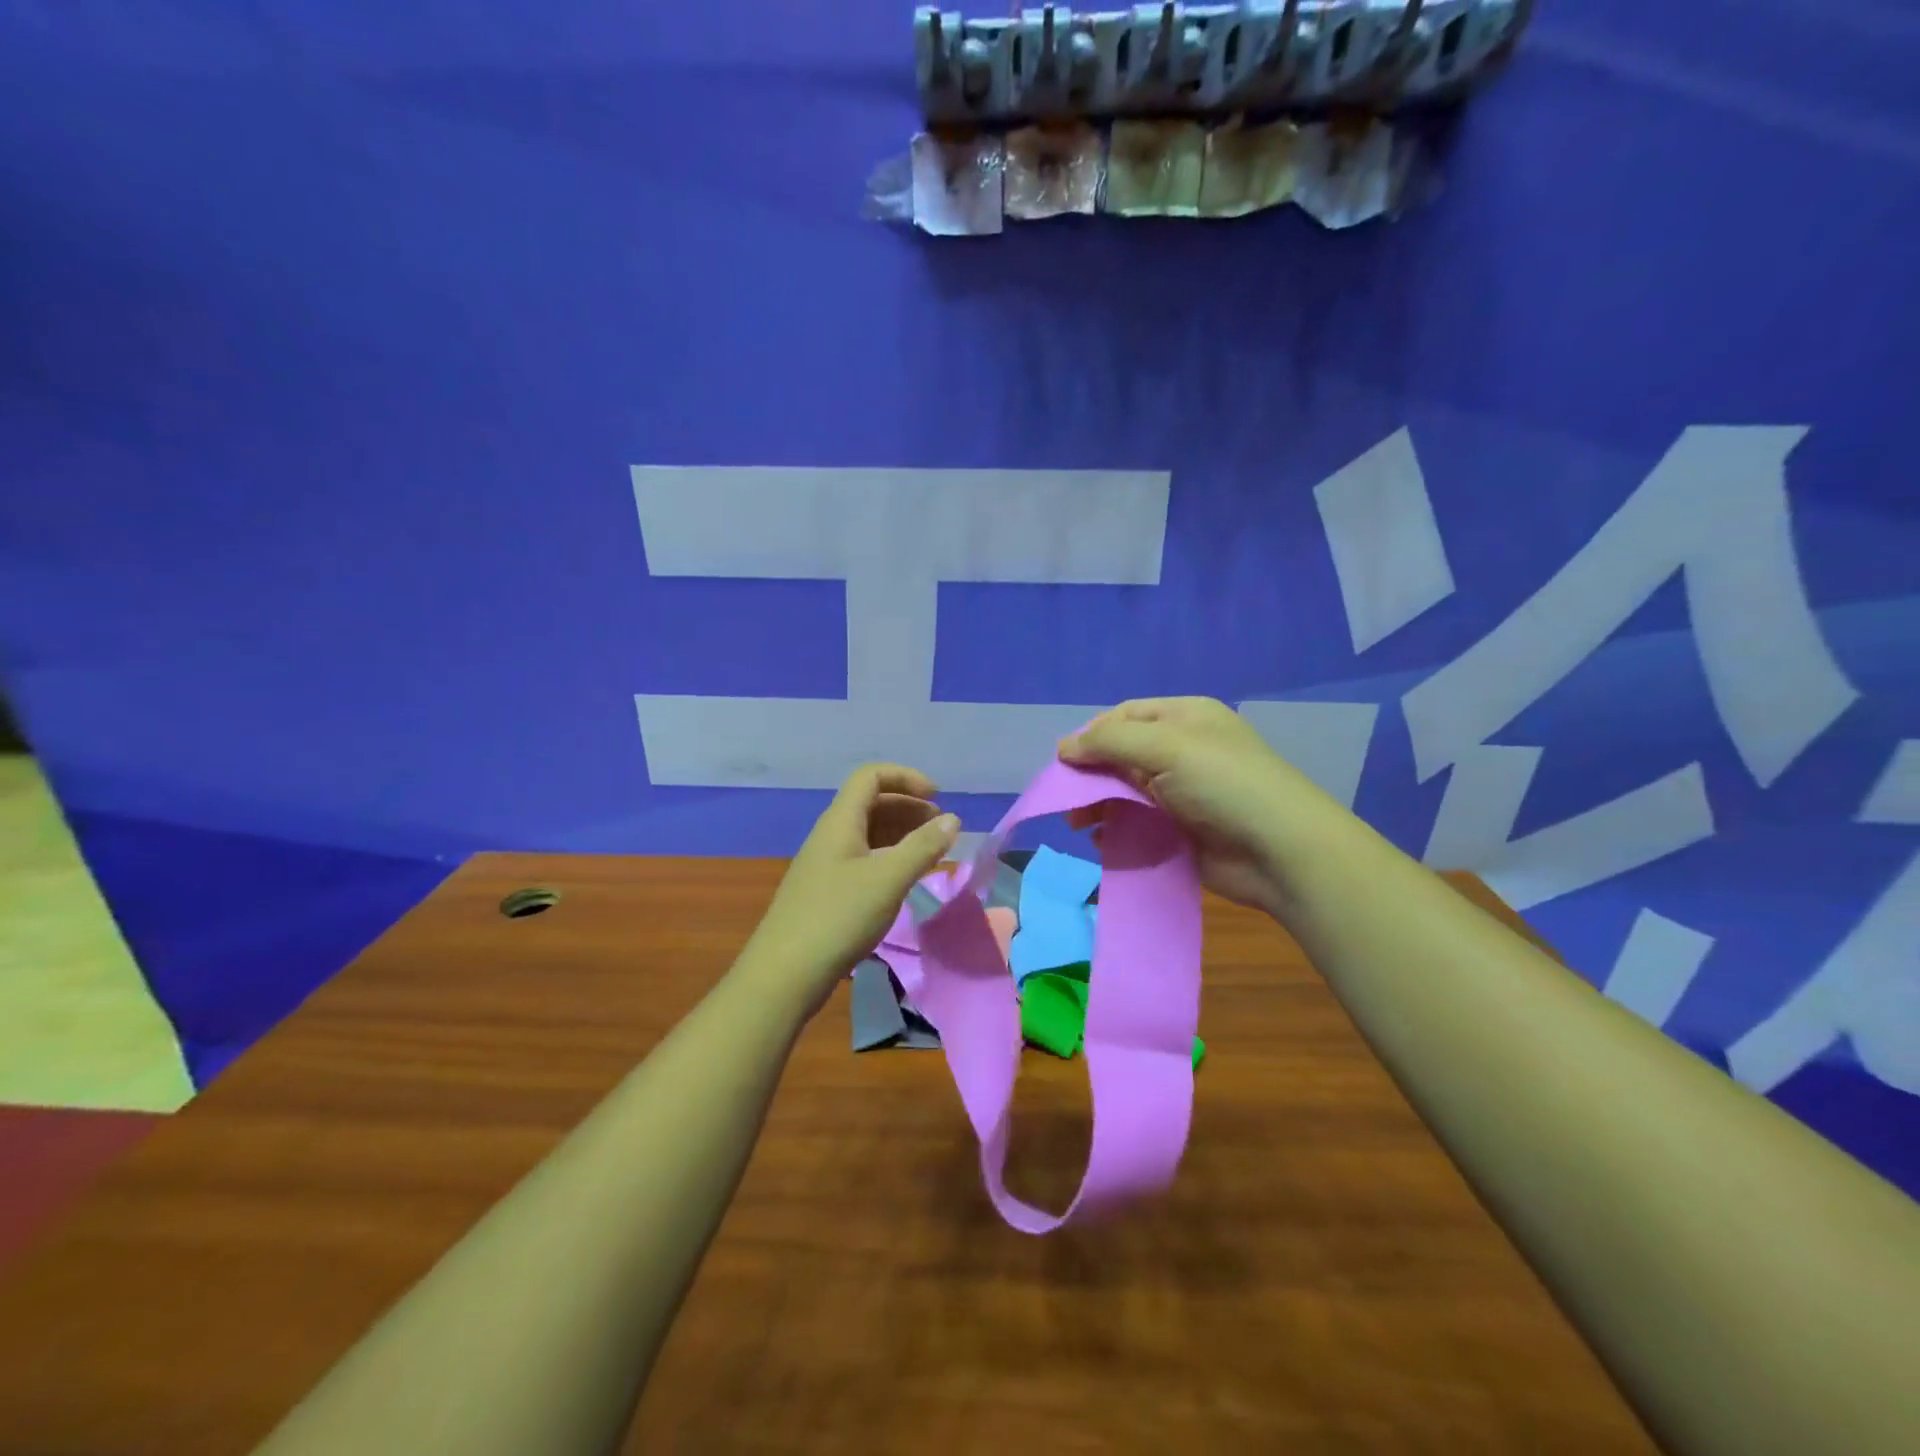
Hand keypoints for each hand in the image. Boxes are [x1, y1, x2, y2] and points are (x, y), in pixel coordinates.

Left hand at [735, 764, 959, 1016]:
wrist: (785, 974)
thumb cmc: (838, 918)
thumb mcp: (888, 880)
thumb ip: (923, 847)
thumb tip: (953, 819)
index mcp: (840, 822)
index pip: (871, 776)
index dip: (906, 778)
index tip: (937, 799)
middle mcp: (830, 835)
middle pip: (871, 803)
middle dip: (909, 807)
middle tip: (941, 828)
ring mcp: (826, 864)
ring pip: (868, 833)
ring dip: (901, 833)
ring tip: (931, 852)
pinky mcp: (826, 891)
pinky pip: (863, 858)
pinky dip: (889, 858)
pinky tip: (905, 878)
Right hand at [1059, 697, 1341, 915]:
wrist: (1280, 850)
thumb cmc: (1223, 784)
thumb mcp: (1165, 747)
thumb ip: (1109, 743)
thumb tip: (1063, 748)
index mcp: (1184, 717)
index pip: (1124, 716)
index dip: (1091, 735)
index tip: (1064, 762)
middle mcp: (1182, 749)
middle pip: (1121, 755)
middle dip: (1091, 775)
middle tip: (1067, 799)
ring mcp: (1183, 791)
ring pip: (1125, 791)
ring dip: (1099, 804)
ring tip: (1080, 823)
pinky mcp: (1182, 829)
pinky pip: (1138, 822)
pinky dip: (1116, 829)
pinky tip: (1103, 840)